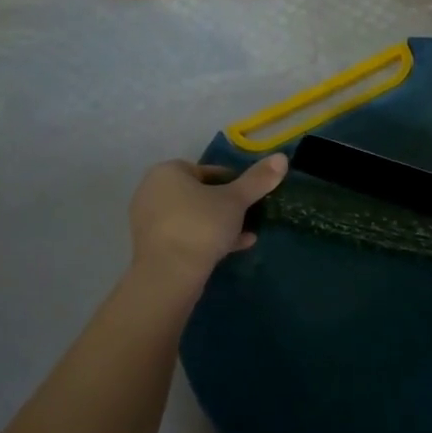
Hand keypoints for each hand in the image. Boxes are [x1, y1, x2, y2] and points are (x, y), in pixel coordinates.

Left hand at [128, 156, 286, 285]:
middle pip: (200, 194)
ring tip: (246, 234)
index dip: (234, 183)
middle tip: (249, 217)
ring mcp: (150, 220)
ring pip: (194, 216)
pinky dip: (207, 239)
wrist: (168, 275)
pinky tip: (235, 247)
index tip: (252, 197)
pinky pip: (185, 235)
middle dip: (227, 205)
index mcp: (168, 172)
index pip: (208, 171)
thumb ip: (258, 179)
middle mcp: (153, 190)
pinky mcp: (153, 246)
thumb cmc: (201, 226)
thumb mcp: (235, 200)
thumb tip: (282, 157)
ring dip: (220, 224)